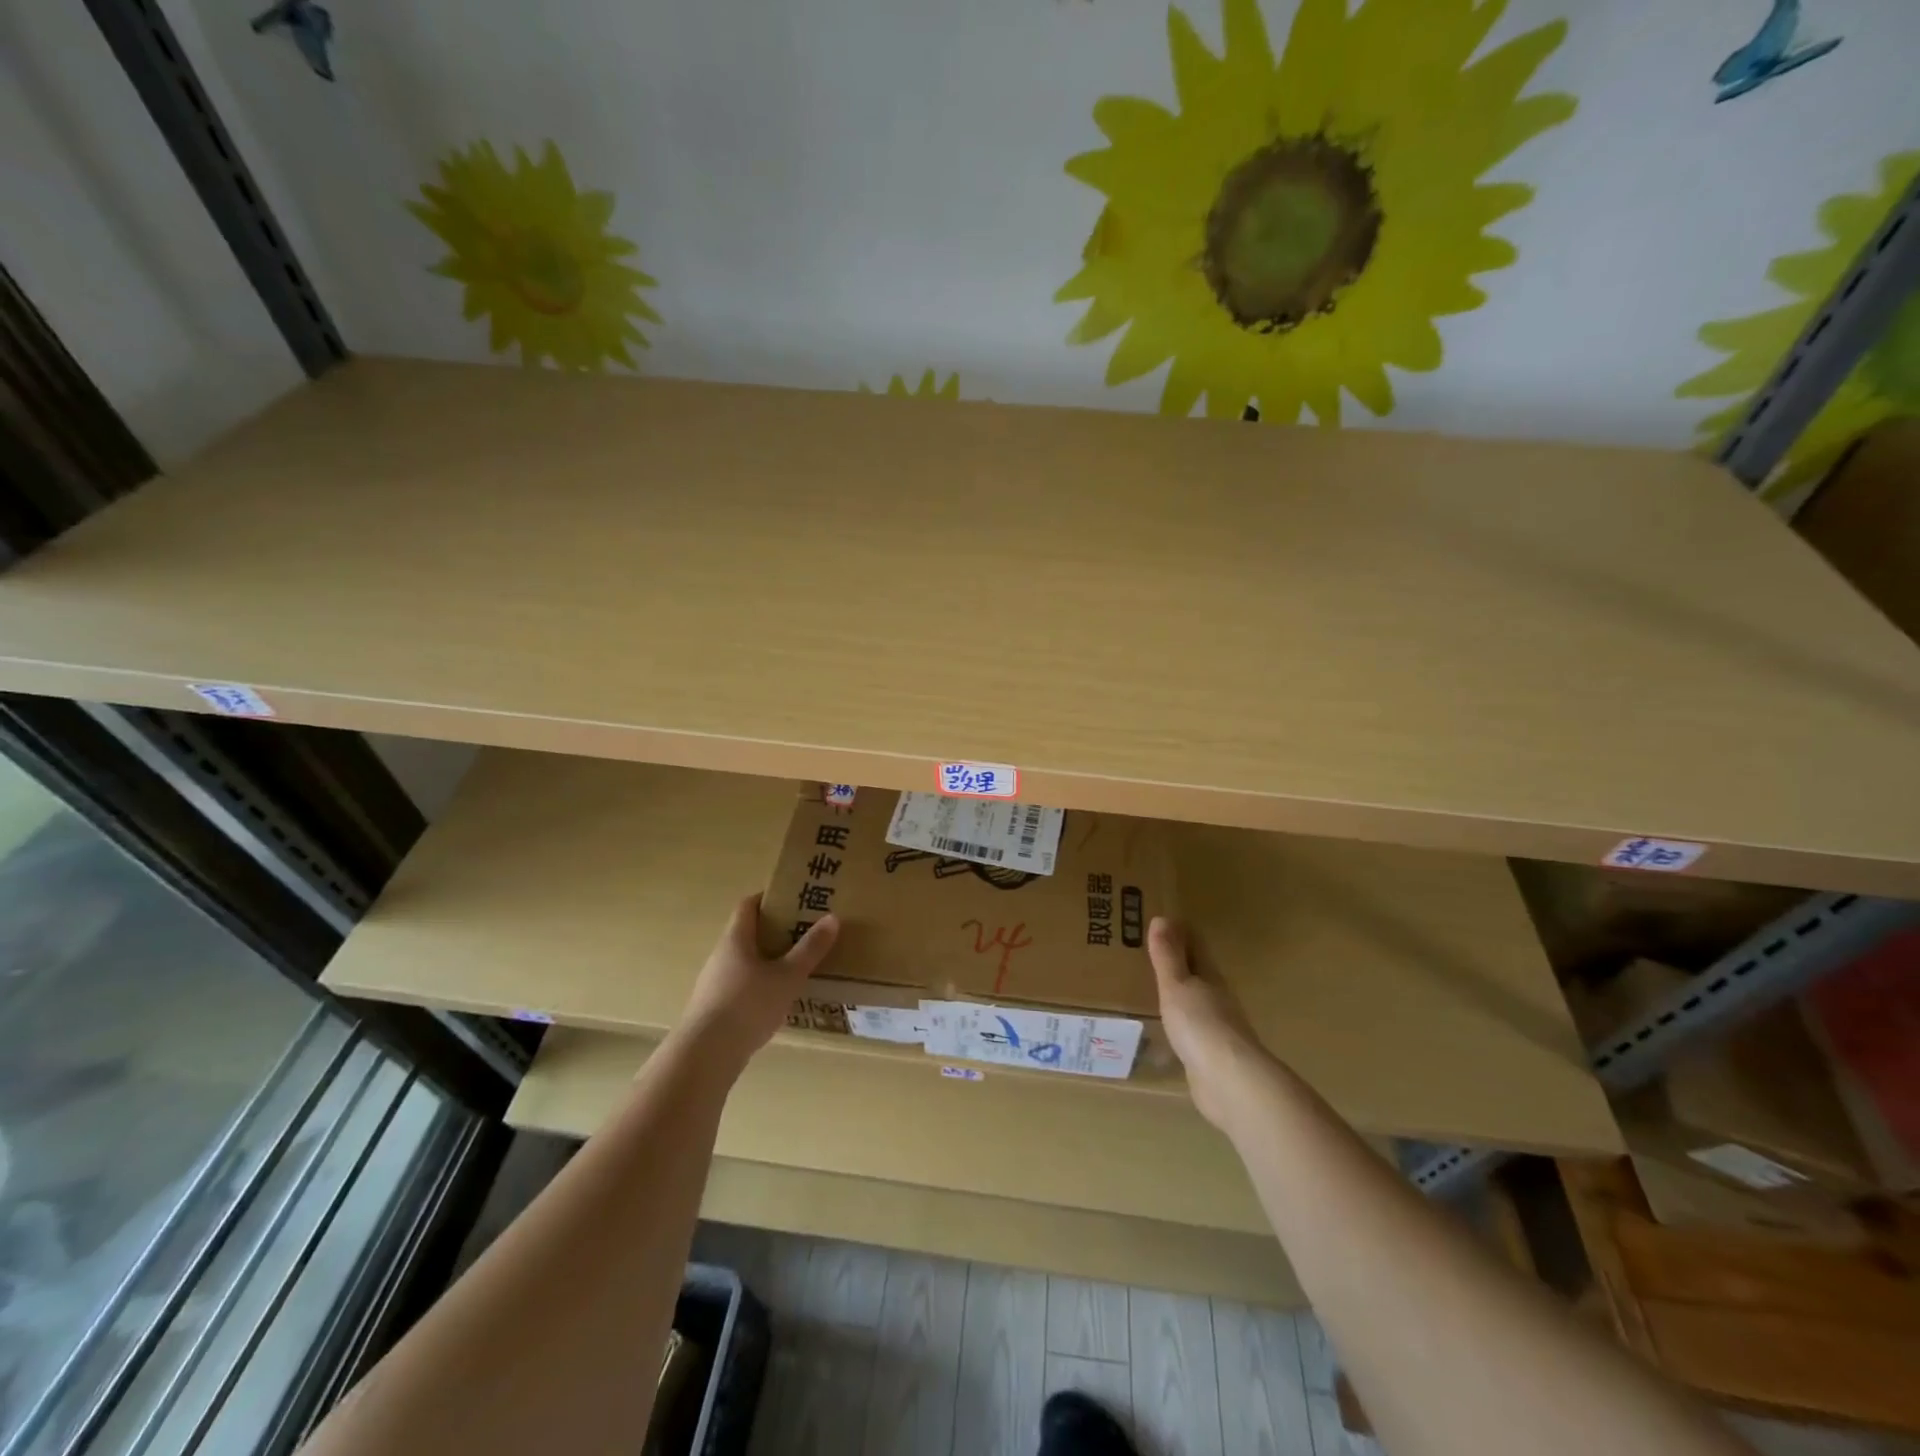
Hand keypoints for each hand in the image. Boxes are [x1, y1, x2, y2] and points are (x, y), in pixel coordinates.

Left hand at [676, 894, 838, 1073]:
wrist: (705, 1055)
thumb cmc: (748, 1005)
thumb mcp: (787, 976)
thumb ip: (810, 949)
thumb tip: (832, 918)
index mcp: (735, 939)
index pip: (748, 905)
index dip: (768, 898)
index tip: (793, 898)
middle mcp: (721, 956)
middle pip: (747, 933)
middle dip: (774, 930)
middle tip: (804, 932)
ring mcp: (714, 984)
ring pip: (744, 961)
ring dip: (768, 960)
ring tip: (796, 967)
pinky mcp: (714, 1009)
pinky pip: (740, 986)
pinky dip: (759, 985)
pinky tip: (777, 1000)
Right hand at [1148, 917, 1273, 1131]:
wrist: (1229, 1082)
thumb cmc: (1201, 1025)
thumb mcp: (1177, 985)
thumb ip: (1168, 956)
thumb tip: (1162, 918)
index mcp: (1210, 977)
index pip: (1195, 946)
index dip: (1180, 932)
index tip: (1160, 920)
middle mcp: (1217, 998)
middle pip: (1197, 972)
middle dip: (1178, 961)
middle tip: (1149, 950)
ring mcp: (1217, 1029)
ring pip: (1195, 1002)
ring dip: (1179, 993)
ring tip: (1153, 988)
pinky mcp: (1211, 1057)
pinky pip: (1192, 1031)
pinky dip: (1180, 1023)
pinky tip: (1166, 1029)